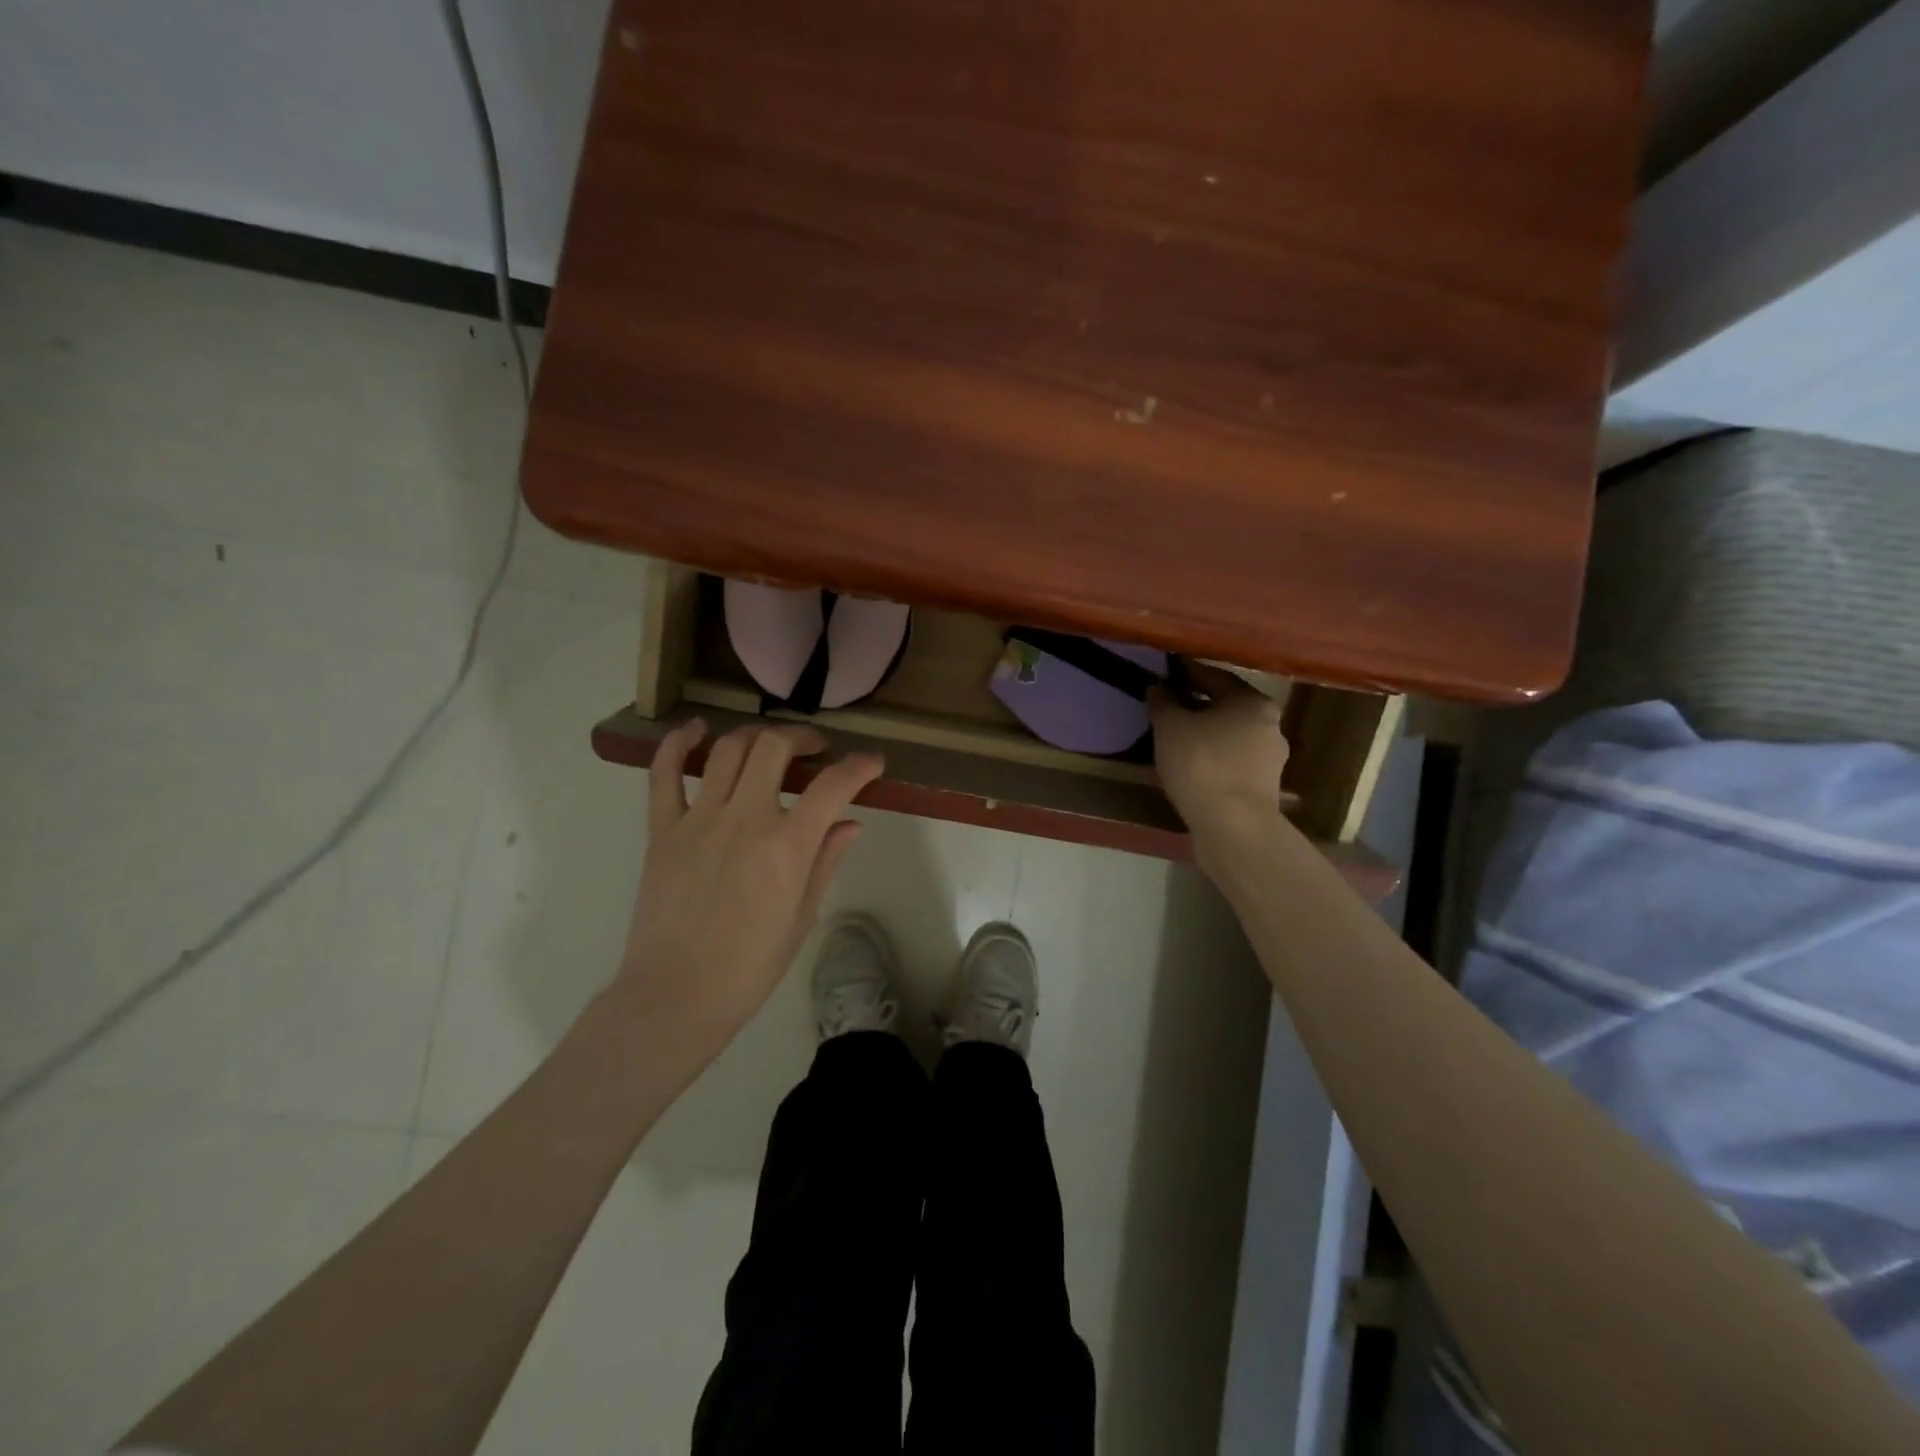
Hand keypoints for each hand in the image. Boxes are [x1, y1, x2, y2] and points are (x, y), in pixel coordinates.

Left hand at [611, 719, 884, 1074]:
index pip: (832, 786)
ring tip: (769, 744)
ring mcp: (699, 820)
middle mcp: (745, 820)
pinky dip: (678, 744)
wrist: (676, 995)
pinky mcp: (663, 829)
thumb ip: (825, 862)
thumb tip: (850, 823)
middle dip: (803, 737)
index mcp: (787, 847)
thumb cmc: (749, 966)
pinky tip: (695, 730)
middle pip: (775, 748)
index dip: (859, 767)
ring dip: (755, 736)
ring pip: (728, 751)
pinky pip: (664, 774)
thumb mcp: (802, 917)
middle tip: (815, 748)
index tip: (871, 763)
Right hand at [1149, 665, 1289, 848]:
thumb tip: (1159, 688)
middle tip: (1168, 708)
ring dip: (1206, 734)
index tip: (1166, 675)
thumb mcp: (1170, 727)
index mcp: (1253, 702)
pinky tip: (1192, 767)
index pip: (1215, 677)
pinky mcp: (1264, 786)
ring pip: (1231, 736)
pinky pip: (1233, 761)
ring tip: (1177, 740)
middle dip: (1198, 706)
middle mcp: (1270, 724)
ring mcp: (1271, 758)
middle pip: (1227, 706)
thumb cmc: (1202, 765)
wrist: (1233, 827)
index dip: (1187, 674)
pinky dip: (1213, 759)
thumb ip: (1163, 703)